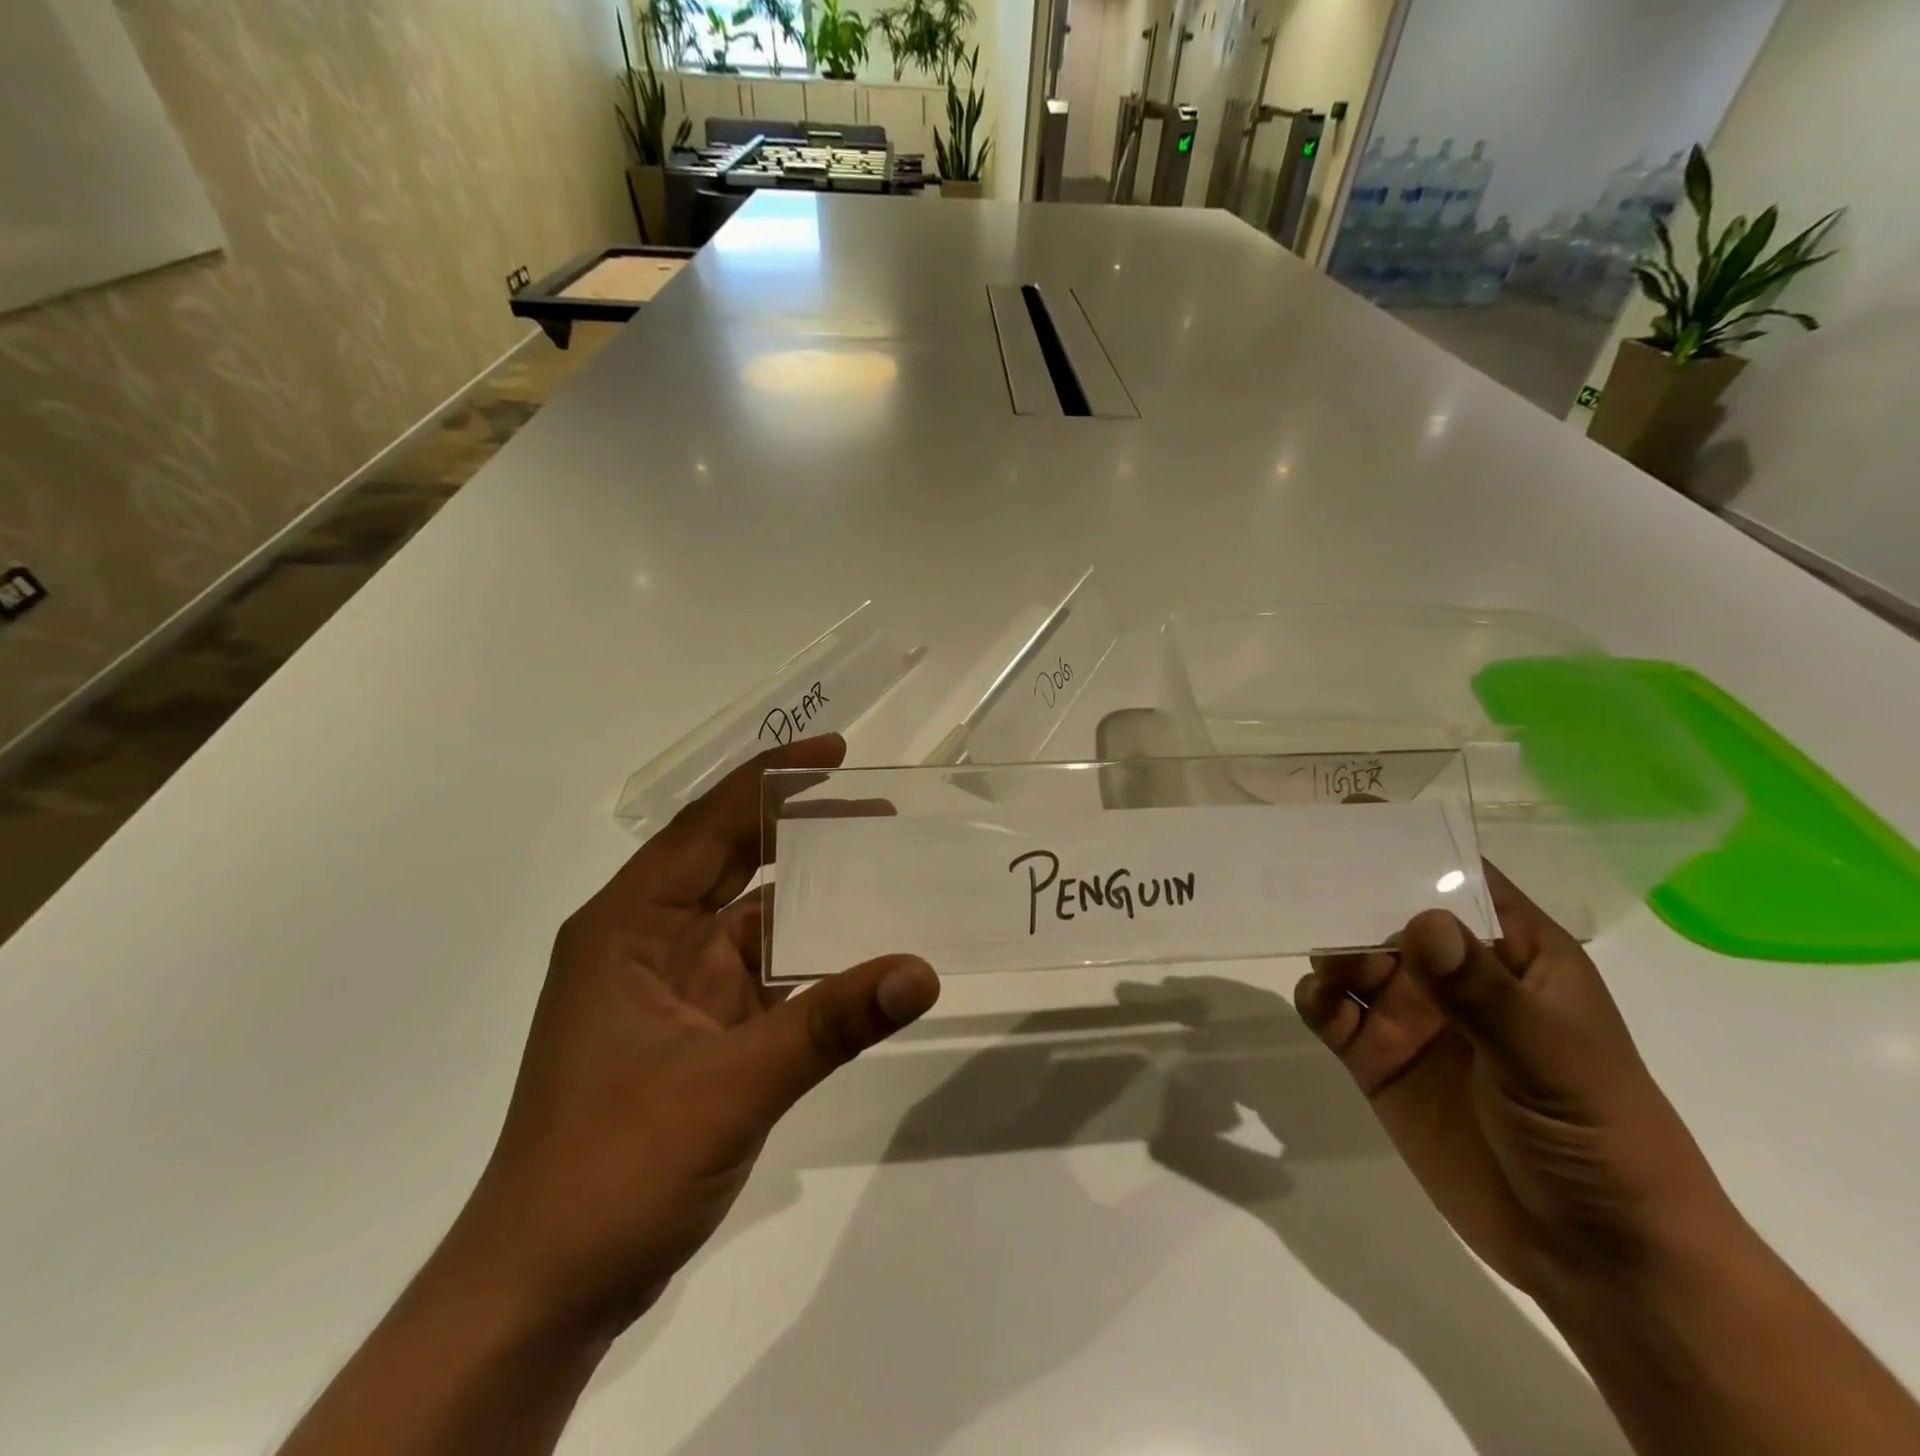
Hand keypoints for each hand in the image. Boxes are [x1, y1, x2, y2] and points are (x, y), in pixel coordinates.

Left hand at [442, 736, 940, 1339]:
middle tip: (875, 810)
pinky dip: (808, 957)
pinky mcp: (697, 1031)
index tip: (836, 753)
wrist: (545, 1290)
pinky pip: (763, 972)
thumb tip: (921, 971)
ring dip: (808, 895)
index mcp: (628, 926)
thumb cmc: (613, 1168)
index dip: (771, 781)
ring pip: (751, 918)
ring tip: (880, 868)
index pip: (705, 825)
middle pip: (728, 860)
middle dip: (797, 828)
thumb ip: (830, 1024)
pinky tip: (858, 951)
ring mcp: (672, 988)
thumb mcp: (729, 1087)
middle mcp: (647, 942)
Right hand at [1295, 865, 1735, 1300]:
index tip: (1353, 817)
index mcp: (1513, 956)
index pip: (1458, 880)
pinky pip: (1333, 1013)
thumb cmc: (1603, 1139)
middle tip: (1300, 874)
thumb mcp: (1554, 1060)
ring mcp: (1414, 1017)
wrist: (1596, 1260)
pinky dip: (1316, 998)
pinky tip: (1320, 1002)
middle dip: (1349, 894)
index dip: (1411, 845)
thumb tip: (1420, 921)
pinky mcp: (1379, 1059)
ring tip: (1324, 958)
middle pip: (1389, 914)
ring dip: (1330, 947)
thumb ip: (1483, 993)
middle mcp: (1455, 976)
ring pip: (1353, 958)